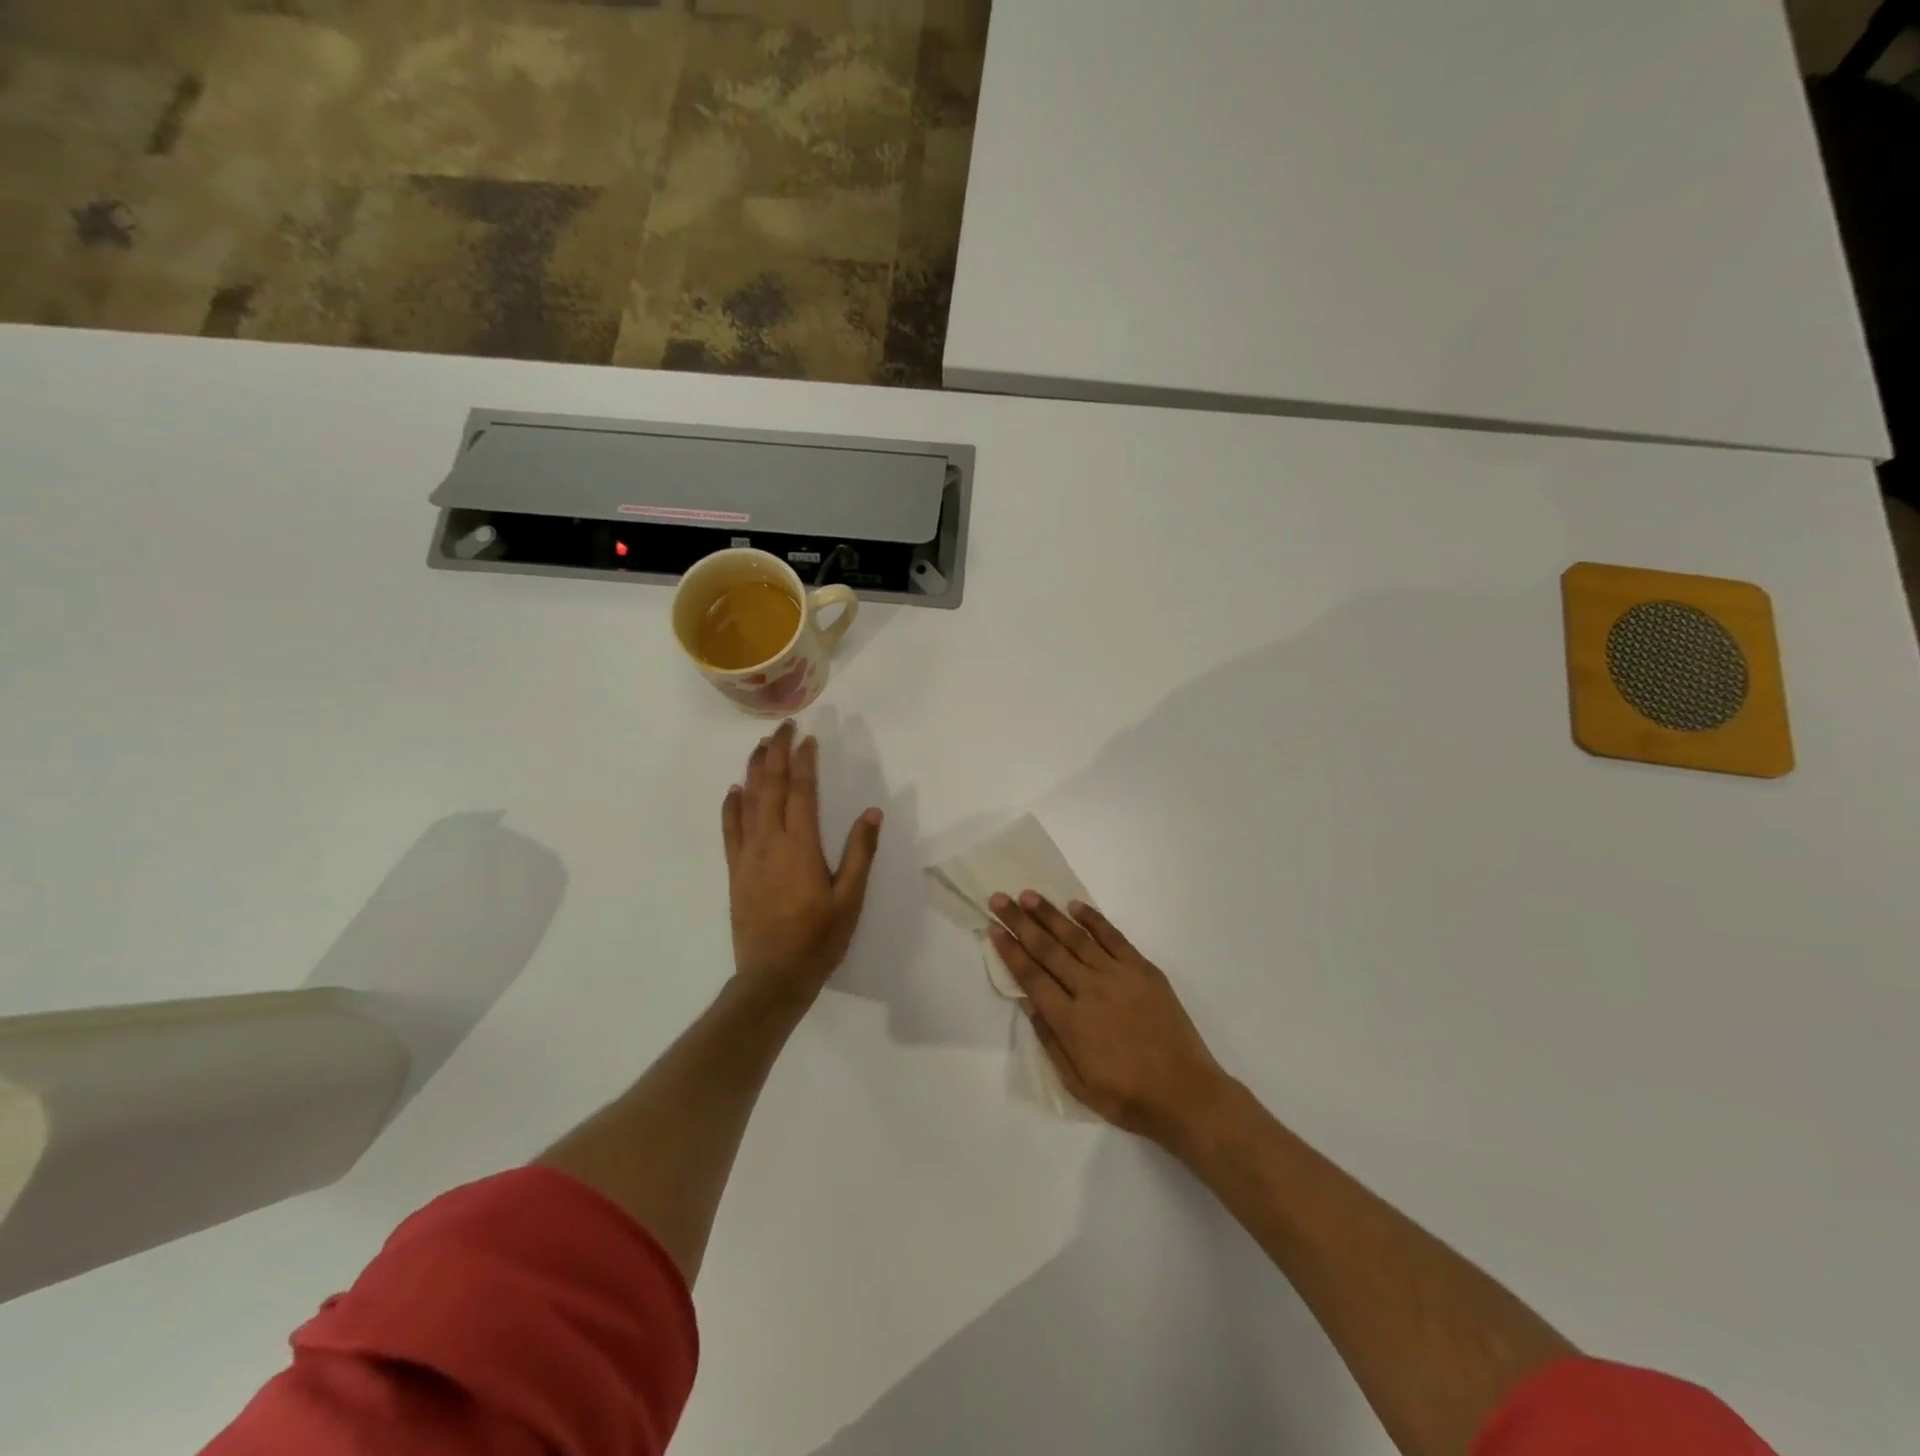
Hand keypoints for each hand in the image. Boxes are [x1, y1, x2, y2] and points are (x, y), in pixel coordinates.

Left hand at [722, 721, 882, 1002]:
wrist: (772, 977)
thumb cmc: (818, 939)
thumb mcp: (850, 898)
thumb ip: (860, 853)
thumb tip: (872, 811)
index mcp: (801, 846)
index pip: (802, 792)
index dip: (804, 762)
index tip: (808, 737)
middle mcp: (771, 843)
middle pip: (771, 787)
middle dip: (776, 753)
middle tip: (782, 726)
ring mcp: (748, 856)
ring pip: (748, 803)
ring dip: (754, 771)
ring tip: (759, 745)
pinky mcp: (736, 872)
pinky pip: (730, 831)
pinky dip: (731, 807)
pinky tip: (733, 791)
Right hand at [989, 893, 1226, 1143]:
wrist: (1186, 1094)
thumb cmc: (1128, 1097)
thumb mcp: (1078, 1084)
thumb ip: (1049, 1040)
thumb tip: (1026, 1002)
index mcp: (1071, 1022)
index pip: (1031, 977)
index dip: (1010, 951)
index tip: (993, 929)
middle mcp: (1090, 991)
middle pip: (1048, 949)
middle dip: (1020, 923)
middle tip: (999, 899)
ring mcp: (1119, 976)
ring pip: (1077, 938)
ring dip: (1050, 914)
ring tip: (1028, 895)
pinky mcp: (1143, 970)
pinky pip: (1114, 938)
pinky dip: (1093, 920)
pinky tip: (1075, 906)